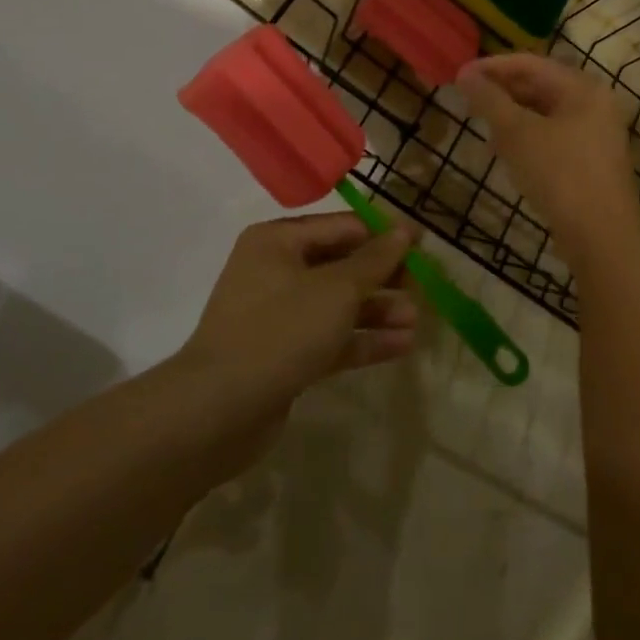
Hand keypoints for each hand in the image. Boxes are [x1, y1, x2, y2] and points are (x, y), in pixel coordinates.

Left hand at [178, 213, 418, 474]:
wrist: (217, 412)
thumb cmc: (280, 330)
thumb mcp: (337, 289)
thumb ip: (375, 259)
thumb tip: (405, 230)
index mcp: (279, 241)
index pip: (342, 227)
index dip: (383, 235)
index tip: (421, 246)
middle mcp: (276, 271)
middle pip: (342, 265)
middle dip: (383, 278)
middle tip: (421, 288)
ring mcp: (278, 315)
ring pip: (338, 305)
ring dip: (377, 311)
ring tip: (416, 322)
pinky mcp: (284, 355)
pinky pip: (330, 337)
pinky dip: (362, 339)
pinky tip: (401, 346)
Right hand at [456, 56, 639, 267]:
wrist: (602, 238)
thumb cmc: (560, 175)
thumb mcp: (518, 134)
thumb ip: (490, 100)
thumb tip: (465, 75)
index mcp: (583, 88)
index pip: (530, 63)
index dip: (492, 67)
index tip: (458, 76)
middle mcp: (595, 104)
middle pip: (540, 86)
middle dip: (502, 92)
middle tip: (466, 102)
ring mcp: (597, 134)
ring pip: (545, 113)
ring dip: (512, 117)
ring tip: (482, 128)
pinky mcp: (592, 161)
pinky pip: (553, 136)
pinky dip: (528, 138)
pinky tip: (505, 152)